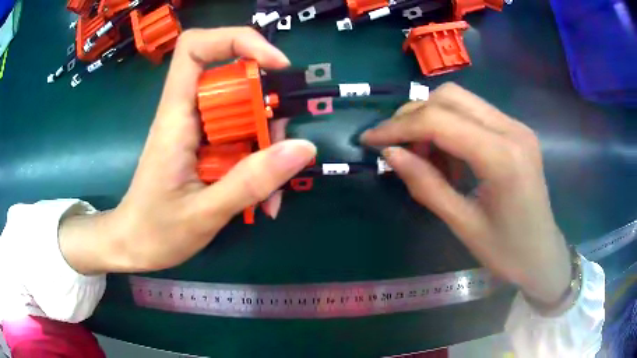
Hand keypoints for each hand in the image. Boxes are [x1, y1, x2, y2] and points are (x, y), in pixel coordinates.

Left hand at [59, 27, 315, 273]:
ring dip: (267, 146)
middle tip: (281, 153)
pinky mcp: (206, 148)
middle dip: (266, 111)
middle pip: (234, 81)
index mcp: (176, 117)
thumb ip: (251, 181)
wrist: (134, 246)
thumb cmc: (155, 231)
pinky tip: (264, 200)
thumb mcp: (204, 213)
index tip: (273, 65)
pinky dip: (259, 165)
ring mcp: (198, 131)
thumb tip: (302, 148)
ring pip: (244, 113)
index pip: (195, 48)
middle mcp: (187, 114)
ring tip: (272, 196)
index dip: (236, 41)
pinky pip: (242, 141)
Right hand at [361, 83, 570, 304]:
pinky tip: (448, 157)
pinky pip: (474, 114)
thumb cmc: (507, 252)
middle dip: (413, 115)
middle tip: (394, 145)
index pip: (440, 121)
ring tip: (422, 156)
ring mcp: (516, 126)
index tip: (369, 139)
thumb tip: (389, 153)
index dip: (398, 126)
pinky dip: (450, 127)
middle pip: (450, 97)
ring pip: (461, 101)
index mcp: (502, 157)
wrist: (543, 256)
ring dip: (431, 120)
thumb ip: (425, 185)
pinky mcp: (515, 131)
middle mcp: (512, 129)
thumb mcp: (463, 224)